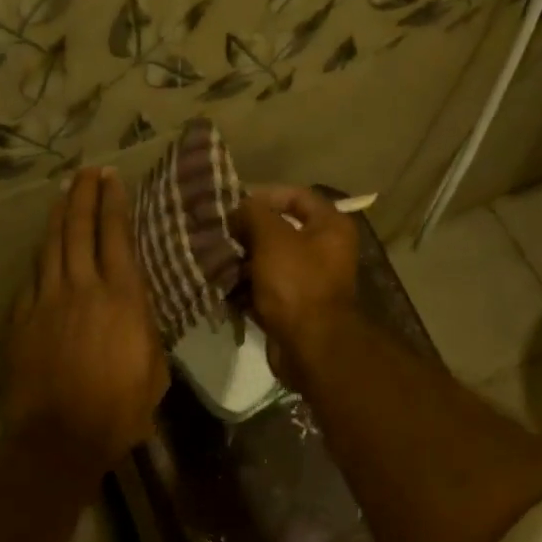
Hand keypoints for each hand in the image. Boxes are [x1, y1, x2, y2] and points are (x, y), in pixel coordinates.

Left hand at [0, 167, 168, 472]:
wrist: (58, 437)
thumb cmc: (118, 411)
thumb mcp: (153, 373)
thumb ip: (146, 333)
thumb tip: (138, 314)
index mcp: (123, 299)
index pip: (116, 237)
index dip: (113, 204)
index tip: (111, 179)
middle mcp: (83, 289)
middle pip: (79, 230)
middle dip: (83, 196)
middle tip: (86, 172)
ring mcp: (46, 301)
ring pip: (50, 247)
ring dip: (58, 218)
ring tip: (63, 196)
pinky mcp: (21, 319)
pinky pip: (32, 278)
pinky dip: (40, 259)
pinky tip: (43, 252)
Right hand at [232, 185, 360, 384]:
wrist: (310, 346)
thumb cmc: (296, 284)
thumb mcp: (273, 238)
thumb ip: (254, 214)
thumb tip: (239, 208)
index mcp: (330, 226)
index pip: (297, 196)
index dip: (264, 195)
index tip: (232, 203)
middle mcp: (323, 250)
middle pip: (280, 230)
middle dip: (247, 232)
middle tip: (217, 232)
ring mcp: (308, 281)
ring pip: (268, 262)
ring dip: (241, 260)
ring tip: (211, 258)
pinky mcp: (291, 307)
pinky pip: (264, 289)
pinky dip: (244, 287)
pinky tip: (220, 284)